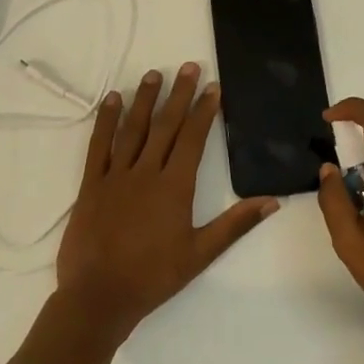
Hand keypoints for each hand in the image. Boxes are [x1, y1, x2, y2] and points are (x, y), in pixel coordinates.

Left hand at [57, 63, 276, 336]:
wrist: (99, 296)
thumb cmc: (154, 277)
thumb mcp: (201, 254)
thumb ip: (235, 224)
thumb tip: (272, 201)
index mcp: (174, 187)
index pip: (192, 139)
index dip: (203, 110)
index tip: (212, 87)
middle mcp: (146, 172)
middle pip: (165, 125)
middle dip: (178, 94)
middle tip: (188, 66)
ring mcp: (116, 176)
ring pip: (132, 129)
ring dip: (144, 99)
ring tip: (154, 73)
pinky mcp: (91, 184)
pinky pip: (98, 145)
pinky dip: (105, 120)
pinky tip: (112, 100)